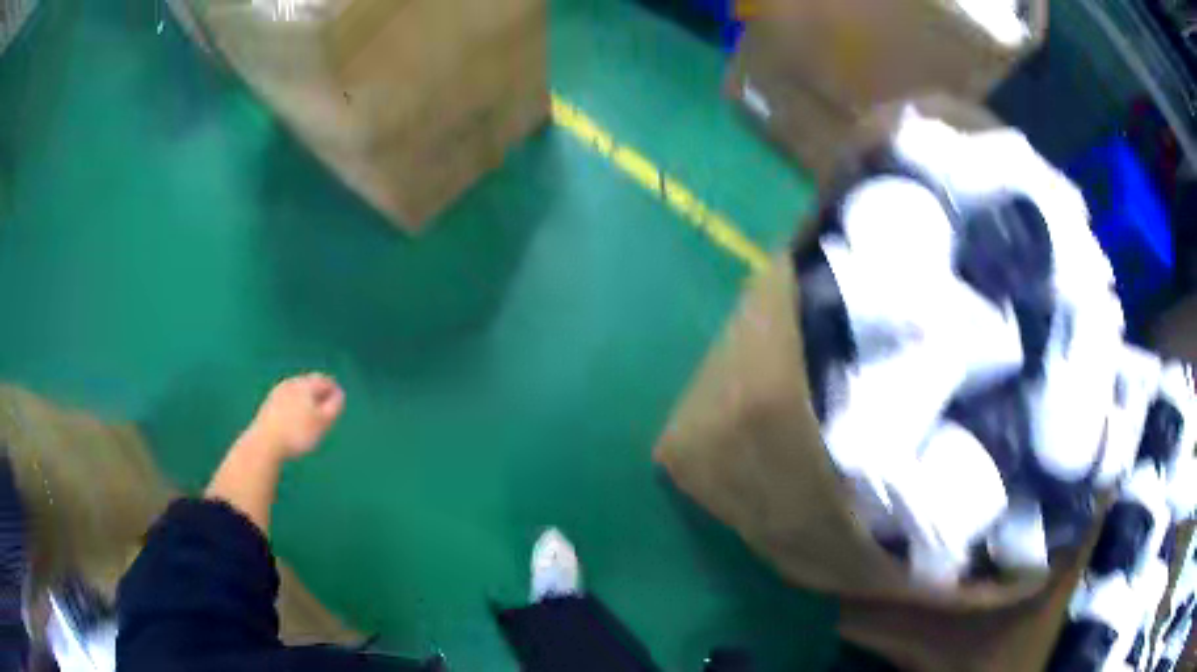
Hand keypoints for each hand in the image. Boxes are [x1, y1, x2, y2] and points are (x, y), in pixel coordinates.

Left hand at [248, 373, 344, 459]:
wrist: (265, 442)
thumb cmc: (298, 432)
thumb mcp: (323, 422)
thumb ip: (335, 406)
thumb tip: (339, 393)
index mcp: (306, 384)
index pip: (325, 380)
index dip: (334, 391)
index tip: (339, 405)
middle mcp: (291, 382)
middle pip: (310, 383)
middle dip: (319, 394)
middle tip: (326, 411)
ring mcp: (278, 392)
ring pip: (297, 391)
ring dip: (306, 400)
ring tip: (311, 417)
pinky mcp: (268, 404)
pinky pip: (287, 400)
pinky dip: (294, 407)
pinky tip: (294, 421)